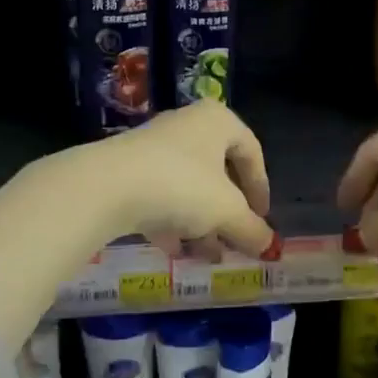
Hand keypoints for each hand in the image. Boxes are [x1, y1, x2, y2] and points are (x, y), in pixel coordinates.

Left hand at [86, 100, 275, 260]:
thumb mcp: (227, 212)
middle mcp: (186, 125)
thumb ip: (252, 229)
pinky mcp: (126, 168)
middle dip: (228, 212)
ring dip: (200, 222)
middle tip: (235, 240)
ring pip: (187, 186)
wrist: (107, 186)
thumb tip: (270, 247)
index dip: (260, 187)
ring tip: (207, 255)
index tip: (262, 218)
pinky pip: (158, 194)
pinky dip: (170, 221)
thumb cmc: (182, 185)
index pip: (251, 150)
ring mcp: (153, 146)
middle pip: (217, 171)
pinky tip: (174, 250)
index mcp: (217, 121)